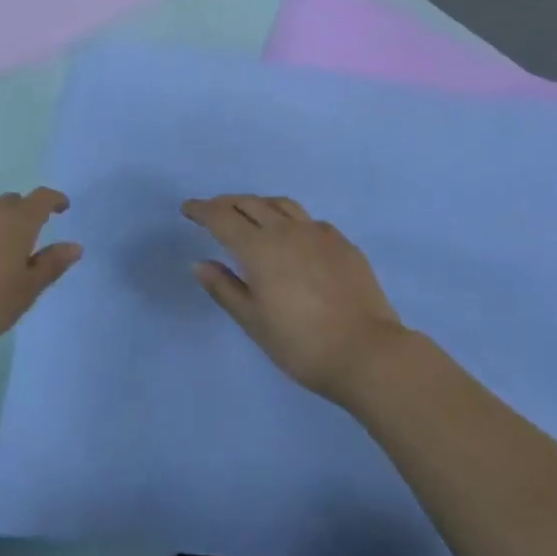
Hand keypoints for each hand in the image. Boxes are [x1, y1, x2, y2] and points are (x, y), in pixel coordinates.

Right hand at [184, 195, 406, 402]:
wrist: (368, 352)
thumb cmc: (302, 344)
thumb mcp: (254, 322)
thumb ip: (225, 288)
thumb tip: (200, 263)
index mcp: (259, 248)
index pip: (222, 217)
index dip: (202, 210)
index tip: (188, 209)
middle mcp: (286, 230)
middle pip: (250, 203)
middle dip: (227, 203)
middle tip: (213, 210)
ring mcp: (317, 232)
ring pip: (280, 204)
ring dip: (258, 204)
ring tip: (249, 214)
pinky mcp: (341, 242)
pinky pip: (307, 219)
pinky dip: (288, 218)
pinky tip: (291, 234)